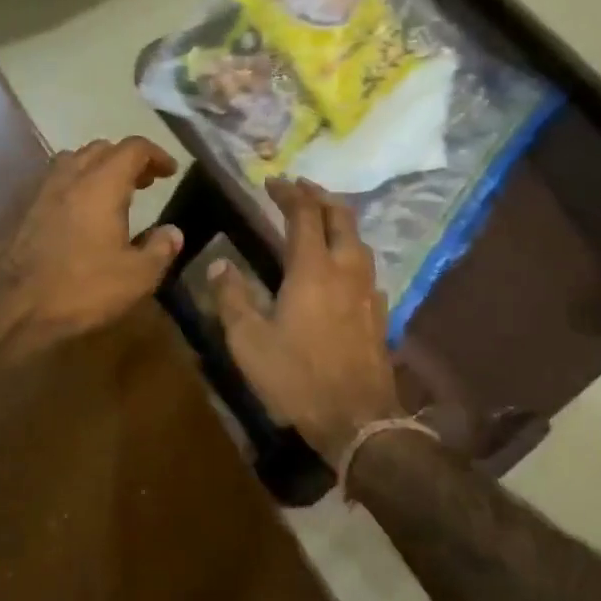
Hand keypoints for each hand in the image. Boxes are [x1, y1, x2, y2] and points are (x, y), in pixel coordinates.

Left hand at [0, 136, 183, 356]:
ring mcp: (40, 190)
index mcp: (102, 184)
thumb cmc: (80, 288)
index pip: (133, 149)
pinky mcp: (21, 209)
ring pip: (73, 161)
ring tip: (111, 194)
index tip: (171, 171)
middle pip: (101, 149)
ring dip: (96, 169)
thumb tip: (173, 232)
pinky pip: (54, 182)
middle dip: (127, 160)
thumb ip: (160, 249)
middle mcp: (70, 176)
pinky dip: (74, 186)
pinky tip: (79, 215)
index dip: (156, 155)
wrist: (8, 306)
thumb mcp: (136, 277)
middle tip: (144, 182)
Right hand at [209, 178, 400, 465]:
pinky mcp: (380, 313)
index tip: (273, 181)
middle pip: (341, 217)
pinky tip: (343, 269)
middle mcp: (346, 269)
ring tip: (323, 219)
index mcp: (313, 268)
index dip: (289, 193)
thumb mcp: (249, 341)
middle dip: (321, 196)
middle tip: (302, 187)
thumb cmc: (297, 377)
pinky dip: (352, 253)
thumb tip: (220, 264)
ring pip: (359, 240)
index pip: (303, 214)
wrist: (357, 419)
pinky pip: (367, 268)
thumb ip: (232, 298)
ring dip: (340, 221)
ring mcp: (368, 291)